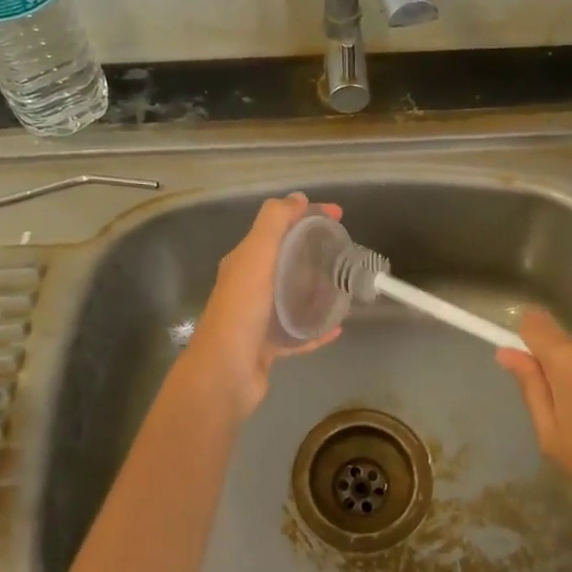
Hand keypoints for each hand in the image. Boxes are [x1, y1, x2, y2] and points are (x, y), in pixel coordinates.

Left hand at [176, 193, 340, 422]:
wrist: (225, 372)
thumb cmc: (242, 309)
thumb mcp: (256, 255)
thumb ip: (274, 222)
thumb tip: (297, 198)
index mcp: (245, 261)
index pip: (279, 228)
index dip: (307, 216)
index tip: (339, 216)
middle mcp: (249, 286)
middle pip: (287, 261)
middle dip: (315, 253)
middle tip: (345, 254)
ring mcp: (258, 318)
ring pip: (293, 297)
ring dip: (317, 290)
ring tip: (345, 287)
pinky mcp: (268, 347)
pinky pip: (298, 333)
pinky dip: (317, 328)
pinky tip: (337, 327)